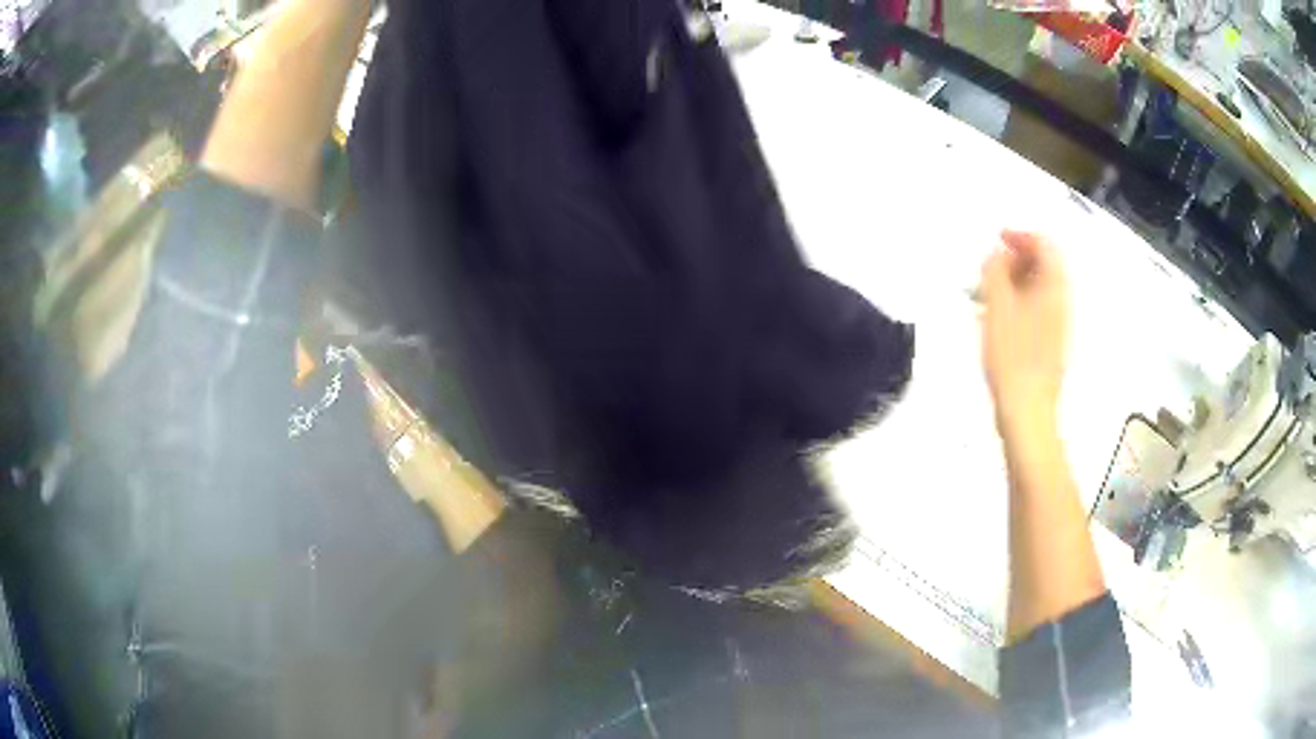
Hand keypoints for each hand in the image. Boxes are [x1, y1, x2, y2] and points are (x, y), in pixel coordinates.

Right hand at [979, 230, 1069, 432]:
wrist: (1027, 412)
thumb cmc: (1012, 358)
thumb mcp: (997, 306)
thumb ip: (995, 271)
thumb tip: (997, 253)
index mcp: (1054, 288)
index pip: (1045, 244)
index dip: (1020, 236)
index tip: (997, 241)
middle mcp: (1062, 302)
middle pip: (1045, 265)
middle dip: (1016, 259)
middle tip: (990, 270)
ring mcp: (1058, 325)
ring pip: (1039, 289)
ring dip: (1015, 283)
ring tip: (988, 296)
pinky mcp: (1050, 344)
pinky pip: (1037, 310)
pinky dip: (1018, 304)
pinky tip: (998, 320)